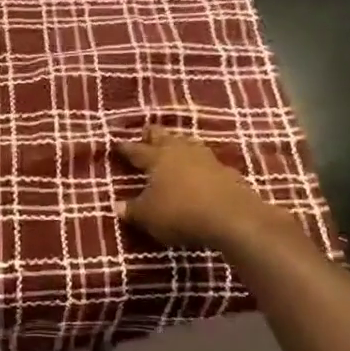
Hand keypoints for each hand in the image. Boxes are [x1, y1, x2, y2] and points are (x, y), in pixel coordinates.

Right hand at [116, 127, 281, 247]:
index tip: (117, 144)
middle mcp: (180, 152)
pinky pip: (208, 162)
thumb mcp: (148, 217)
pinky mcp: (227, 172)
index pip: (136, 150)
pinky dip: (200, 164)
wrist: (232, 217)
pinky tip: (201, 170)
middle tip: (146, 133)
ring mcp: (206, 159)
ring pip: (188, 144)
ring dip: (179, 144)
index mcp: (157, 159)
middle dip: (153, 135)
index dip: (125, 148)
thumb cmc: (180, 213)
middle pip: (163, 137)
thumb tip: (117, 206)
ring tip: (174, 146)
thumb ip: (132, 210)